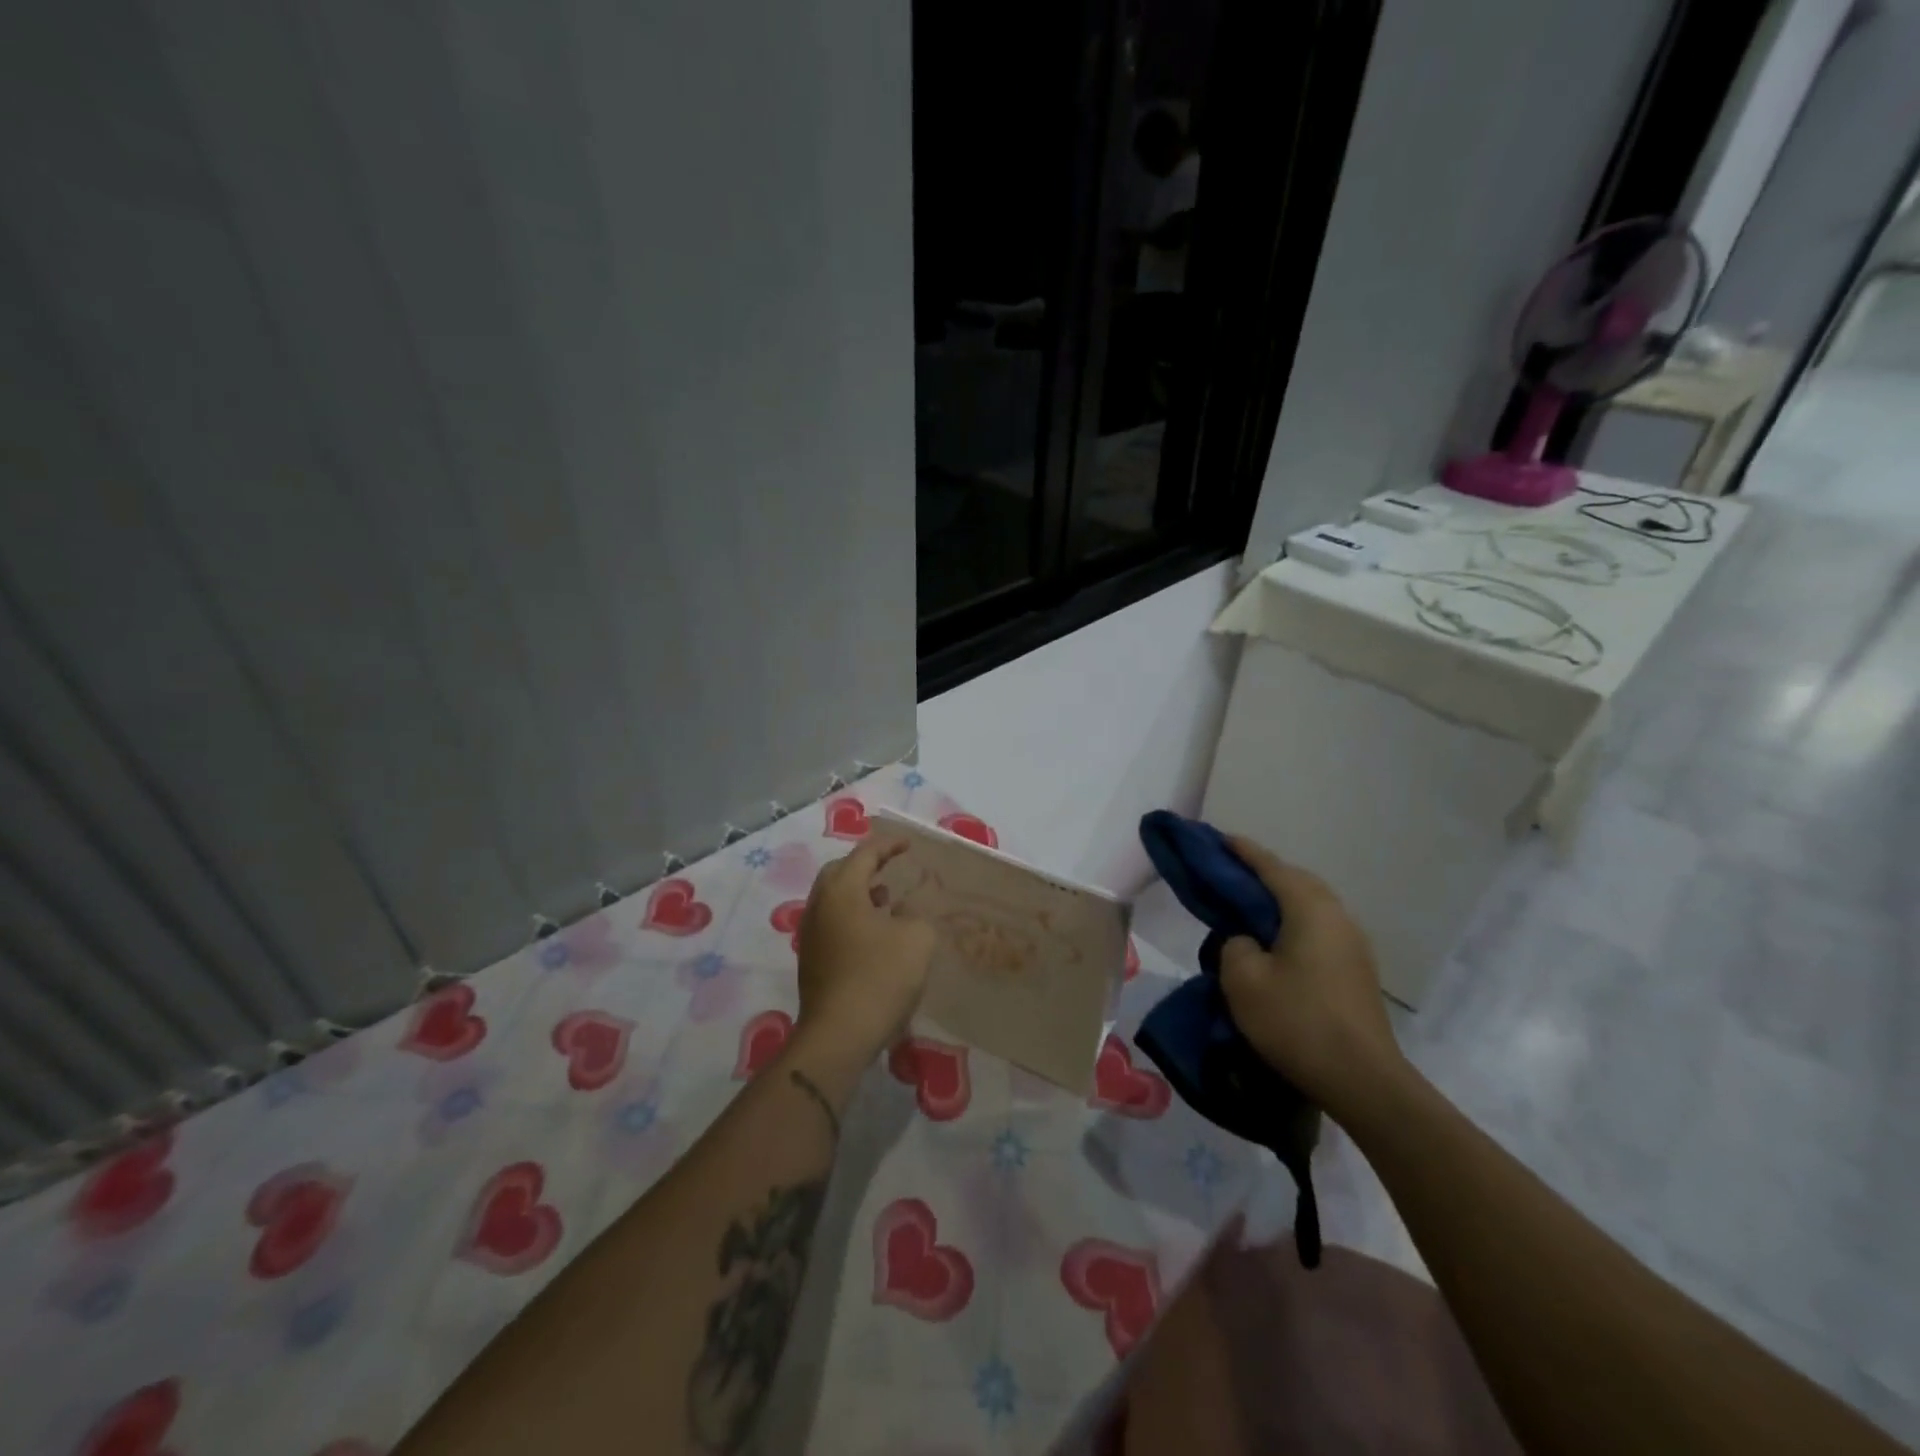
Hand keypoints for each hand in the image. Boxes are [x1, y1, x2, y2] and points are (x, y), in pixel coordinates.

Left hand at [795, 838, 936, 1063]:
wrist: (839, 1034)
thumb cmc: (880, 977)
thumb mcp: (917, 939)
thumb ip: (915, 915)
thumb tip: (902, 914)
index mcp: (841, 890)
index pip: (865, 854)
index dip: (889, 845)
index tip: (908, 845)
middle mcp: (819, 905)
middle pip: (840, 872)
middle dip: (866, 865)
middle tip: (891, 866)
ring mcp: (811, 933)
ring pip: (834, 899)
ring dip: (859, 892)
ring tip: (887, 898)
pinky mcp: (812, 959)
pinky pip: (833, 921)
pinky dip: (853, 915)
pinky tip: (876, 933)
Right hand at [1217, 837, 1405, 1121]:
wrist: (1362, 1080)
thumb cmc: (1296, 1021)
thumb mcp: (1242, 979)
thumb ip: (1234, 944)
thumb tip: (1247, 941)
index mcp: (1309, 908)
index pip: (1270, 866)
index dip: (1242, 851)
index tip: (1218, 839)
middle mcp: (1337, 916)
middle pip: (1296, 880)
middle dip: (1263, 873)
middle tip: (1229, 874)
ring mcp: (1353, 943)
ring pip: (1310, 905)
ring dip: (1280, 900)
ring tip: (1248, 907)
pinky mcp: (1357, 969)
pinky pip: (1318, 928)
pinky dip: (1293, 922)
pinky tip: (1275, 942)